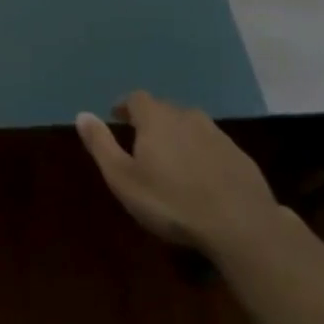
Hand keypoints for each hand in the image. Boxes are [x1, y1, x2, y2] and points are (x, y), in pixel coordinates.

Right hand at [75, 91, 279, 255]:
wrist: (241, 225)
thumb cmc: (171, 201)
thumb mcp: (123, 178)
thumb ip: (101, 145)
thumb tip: (82, 115)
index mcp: (157, 119)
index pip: (137, 99)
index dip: (125, 106)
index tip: (117, 117)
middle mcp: (188, 117)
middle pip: (165, 109)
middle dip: (151, 121)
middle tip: (141, 141)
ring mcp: (218, 136)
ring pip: (191, 126)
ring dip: (179, 136)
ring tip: (171, 159)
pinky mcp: (240, 157)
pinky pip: (213, 146)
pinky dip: (202, 153)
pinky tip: (201, 177)